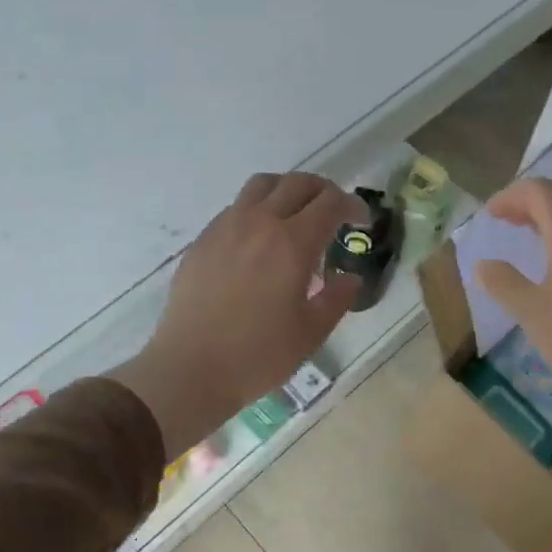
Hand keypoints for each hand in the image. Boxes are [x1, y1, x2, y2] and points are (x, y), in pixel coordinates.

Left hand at [113, 172, 363, 456]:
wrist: (190, 368)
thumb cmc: (258, 355)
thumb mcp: (311, 332)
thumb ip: (337, 299)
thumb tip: (350, 278)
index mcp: (292, 243)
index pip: (330, 203)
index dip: (352, 205)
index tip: (361, 221)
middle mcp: (259, 223)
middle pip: (297, 183)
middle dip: (323, 191)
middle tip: (334, 213)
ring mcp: (226, 227)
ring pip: (262, 185)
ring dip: (287, 191)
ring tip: (295, 216)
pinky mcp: (203, 240)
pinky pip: (236, 207)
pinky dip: (257, 210)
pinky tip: (259, 241)